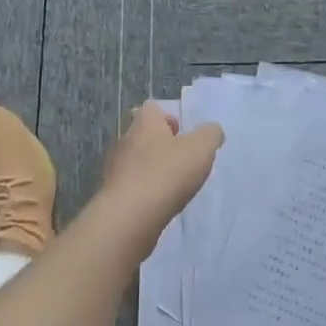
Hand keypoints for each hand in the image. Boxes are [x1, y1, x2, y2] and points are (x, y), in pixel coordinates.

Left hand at [101, 102, 223, 224]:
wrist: (130, 216)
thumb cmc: (166, 173)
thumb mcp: (201, 148)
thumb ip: (210, 134)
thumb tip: (212, 131)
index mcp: (144, 124)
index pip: (153, 109)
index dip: (169, 118)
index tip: (184, 135)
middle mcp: (125, 140)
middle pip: (144, 135)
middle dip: (163, 146)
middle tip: (183, 161)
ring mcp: (116, 168)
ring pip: (137, 162)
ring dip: (154, 170)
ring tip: (174, 185)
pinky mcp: (114, 194)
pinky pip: (132, 185)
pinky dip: (145, 191)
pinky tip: (159, 203)